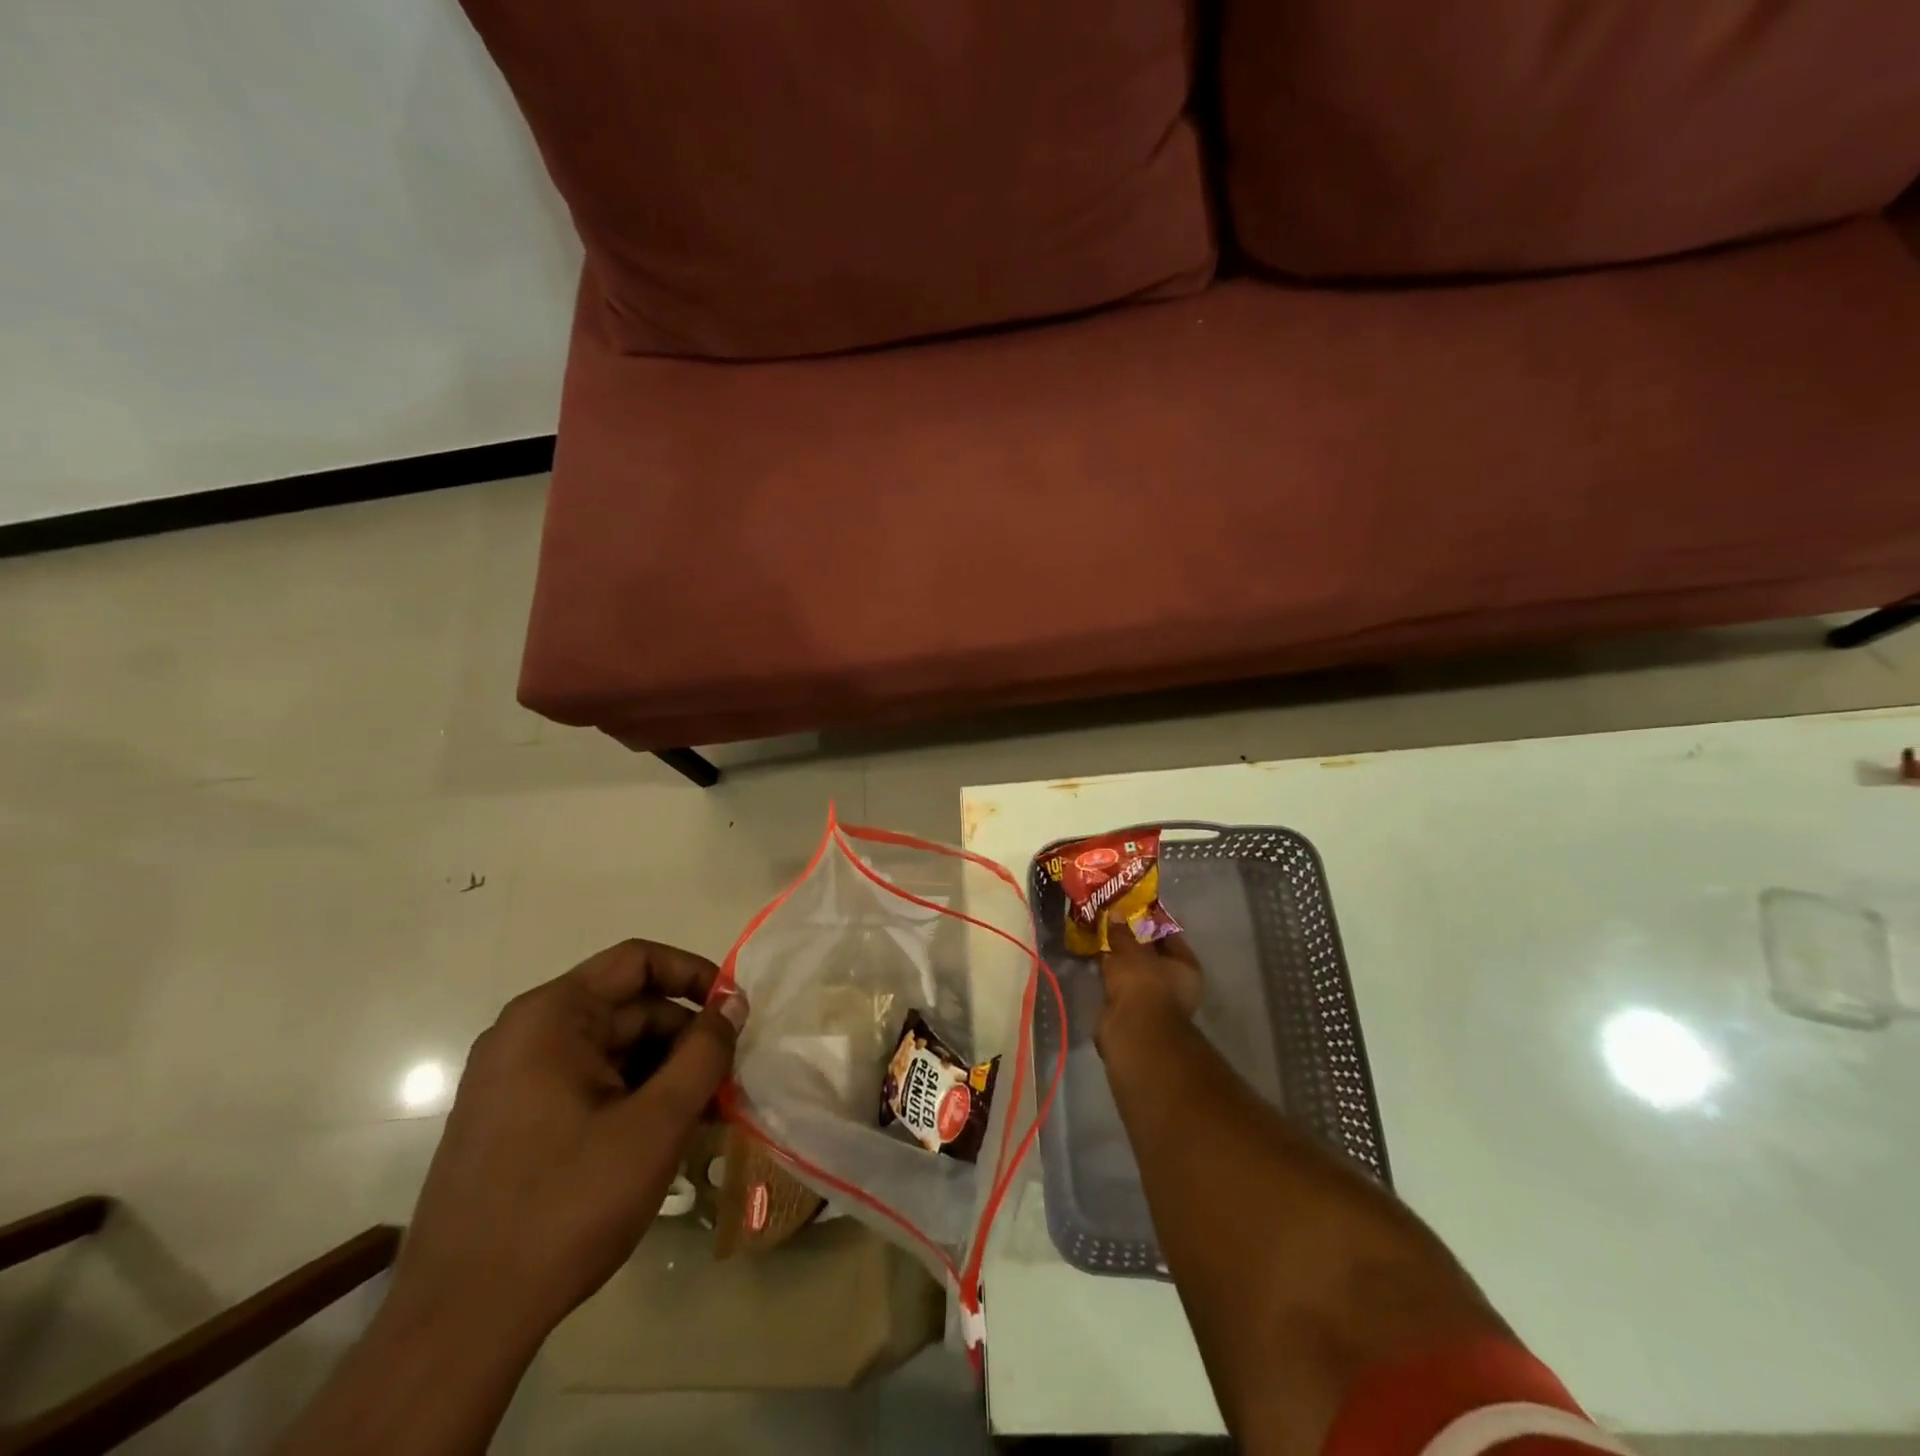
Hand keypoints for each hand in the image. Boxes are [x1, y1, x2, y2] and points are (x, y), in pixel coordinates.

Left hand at [389, 940, 747, 1349]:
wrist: (458, 1324)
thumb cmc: (566, 1205)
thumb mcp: (656, 1124)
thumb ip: (705, 1054)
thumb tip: (733, 1004)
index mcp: (551, 1017)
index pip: (638, 961)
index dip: (695, 976)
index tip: (735, 1012)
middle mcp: (525, 1035)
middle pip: (627, 1009)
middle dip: (684, 1038)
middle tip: (730, 1078)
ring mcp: (513, 1081)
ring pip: (611, 1051)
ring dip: (664, 1073)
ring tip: (706, 1114)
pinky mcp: (512, 1122)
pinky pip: (587, 1086)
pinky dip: (632, 1098)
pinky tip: (664, 1137)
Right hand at [1097, 925, 1202, 1050]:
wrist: (1133, 1032)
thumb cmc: (1143, 984)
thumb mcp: (1130, 951)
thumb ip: (1123, 933)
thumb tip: (1116, 914)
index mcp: (1187, 967)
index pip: (1170, 936)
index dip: (1152, 922)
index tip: (1132, 911)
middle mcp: (1178, 986)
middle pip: (1154, 957)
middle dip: (1134, 944)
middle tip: (1113, 926)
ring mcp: (1157, 1003)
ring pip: (1137, 975)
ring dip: (1122, 963)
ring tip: (1102, 944)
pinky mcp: (1137, 1017)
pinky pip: (1124, 989)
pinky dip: (1113, 980)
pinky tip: (1098, 968)